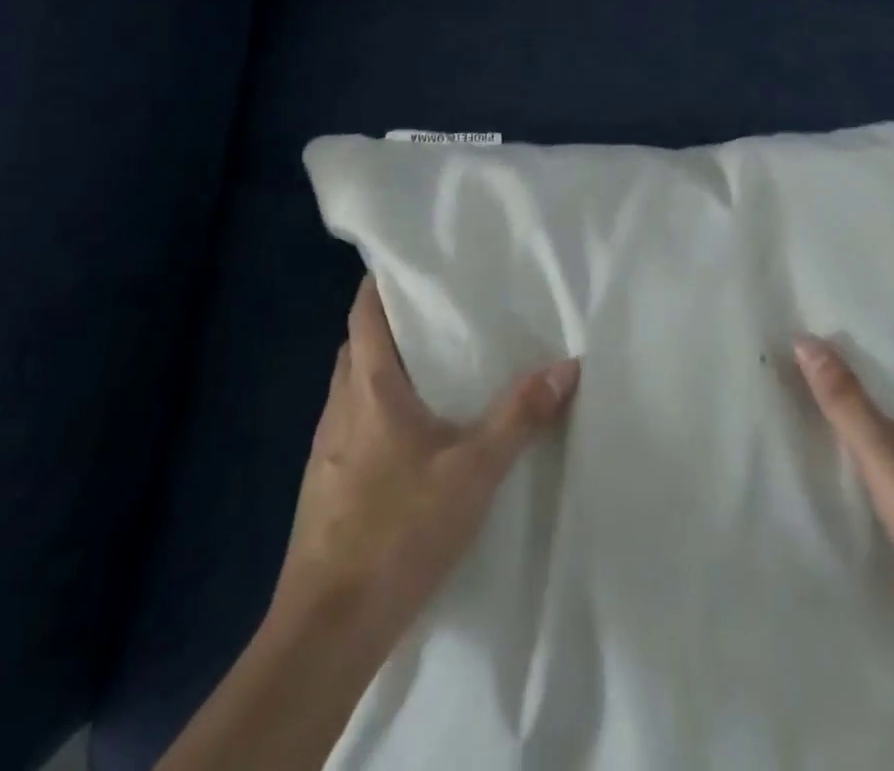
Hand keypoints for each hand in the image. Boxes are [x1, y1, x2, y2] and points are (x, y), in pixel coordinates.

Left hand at [277, 277, 580, 649]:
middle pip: (359, 345)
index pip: (364, 313)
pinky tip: (413, 434)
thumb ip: (520, 415)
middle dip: (392, 323)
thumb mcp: (473, 470)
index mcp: (368, 388)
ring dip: (385, 368)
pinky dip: (379, 409)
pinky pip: (352, 424)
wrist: (327, 630)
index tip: (413, 263)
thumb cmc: (397, 530)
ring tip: (435, 363)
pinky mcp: (326, 486)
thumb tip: (567, 365)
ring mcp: (326, 449)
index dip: (381, 282)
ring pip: (354, 387)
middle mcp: (339, 407)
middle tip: (441, 310)